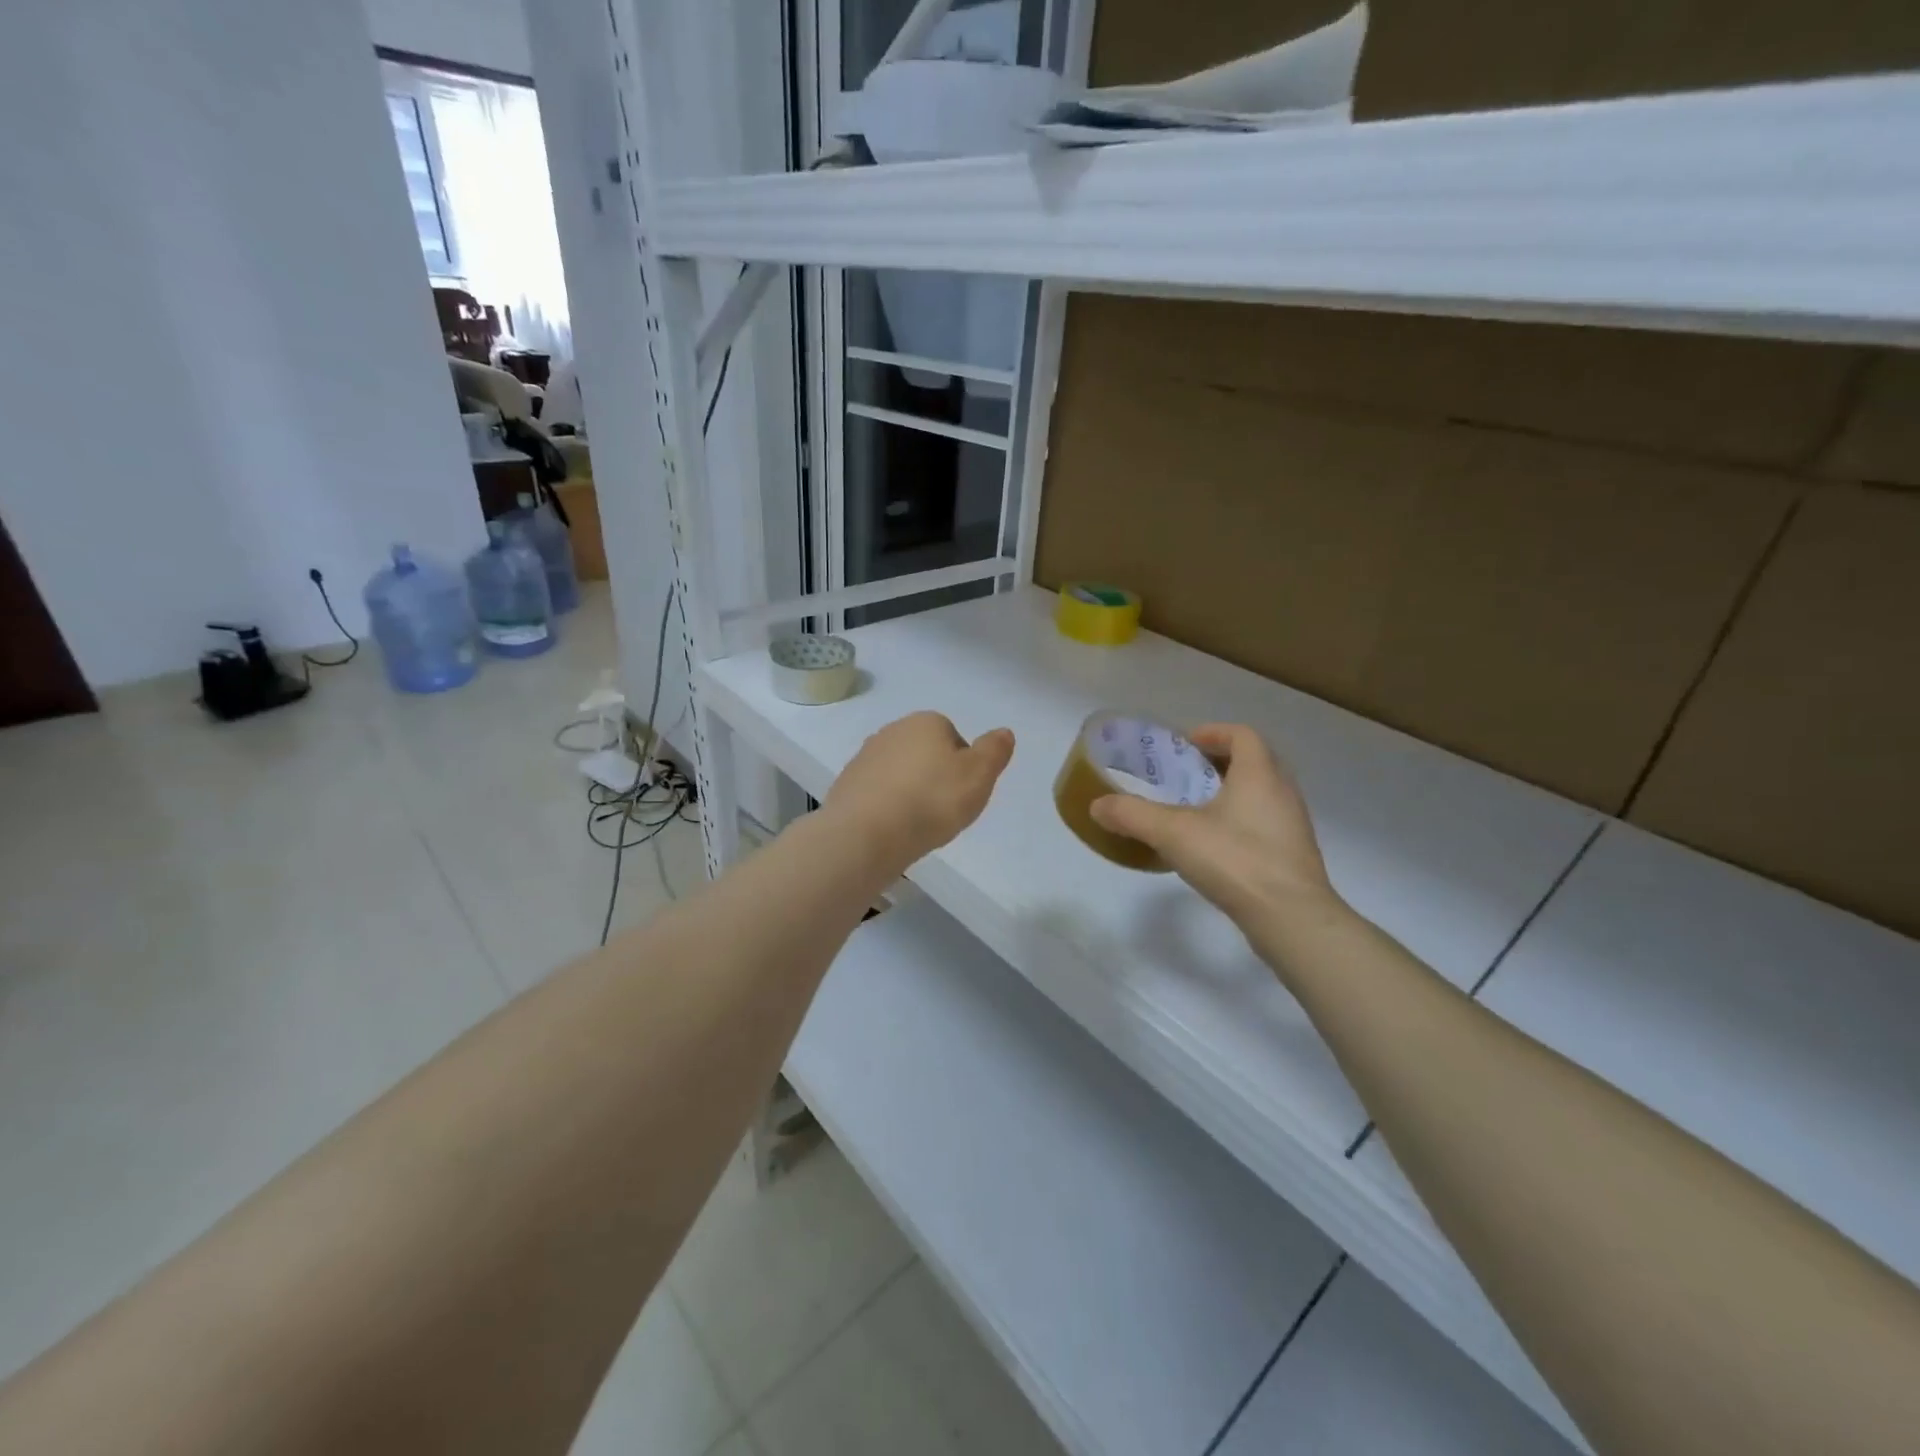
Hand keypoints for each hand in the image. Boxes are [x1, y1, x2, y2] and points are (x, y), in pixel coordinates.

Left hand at [827, 712, 1015, 870]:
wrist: (866, 834)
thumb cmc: (931, 800)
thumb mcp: (979, 775)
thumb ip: (994, 751)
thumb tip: (1003, 732)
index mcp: (926, 722)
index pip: (954, 738)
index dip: (964, 767)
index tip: (964, 793)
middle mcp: (892, 731)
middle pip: (925, 754)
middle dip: (935, 777)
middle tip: (944, 810)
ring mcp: (865, 757)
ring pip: (900, 773)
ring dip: (910, 792)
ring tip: (917, 823)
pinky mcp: (846, 785)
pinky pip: (877, 793)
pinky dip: (887, 806)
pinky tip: (892, 828)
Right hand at [1089, 724, 1337, 927]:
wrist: (1290, 918)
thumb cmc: (1235, 860)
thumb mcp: (1173, 833)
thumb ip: (1132, 815)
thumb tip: (1097, 806)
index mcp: (1259, 774)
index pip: (1242, 735)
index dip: (1213, 733)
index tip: (1185, 744)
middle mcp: (1282, 792)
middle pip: (1254, 762)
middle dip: (1220, 763)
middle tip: (1187, 775)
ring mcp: (1292, 826)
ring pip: (1262, 794)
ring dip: (1232, 793)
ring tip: (1196, 810)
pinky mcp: (1293, 856)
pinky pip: (1265, 824)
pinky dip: (1241, 822)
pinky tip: (1215, 845)